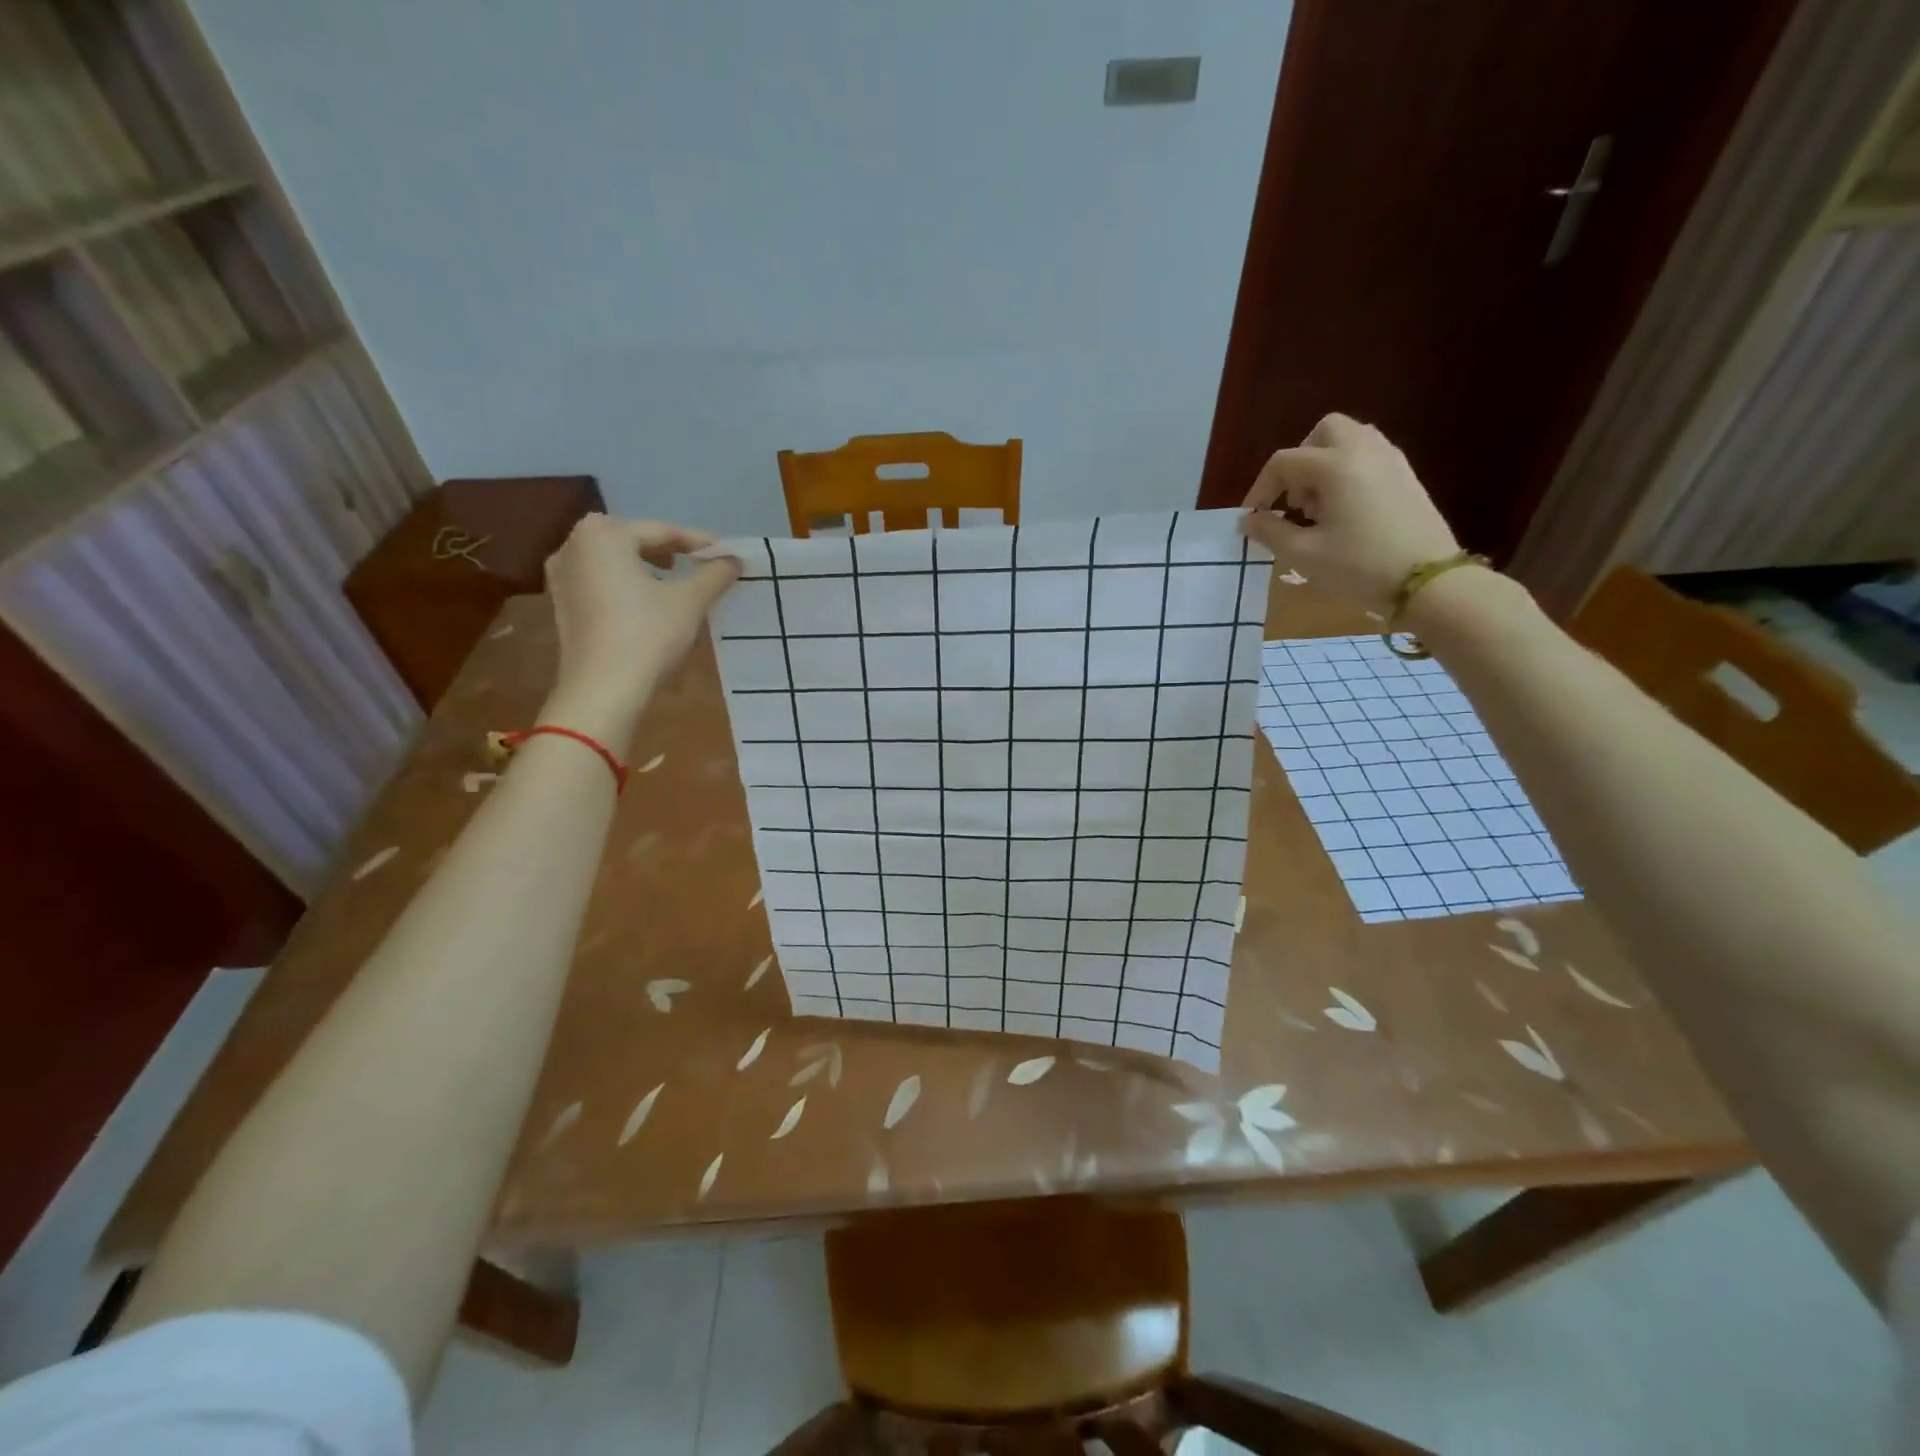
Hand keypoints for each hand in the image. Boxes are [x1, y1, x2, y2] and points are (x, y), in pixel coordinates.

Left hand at [541, 516, 738, 743]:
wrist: (603, 690)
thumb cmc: (647, 635)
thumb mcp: (690, 601)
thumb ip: (714, 574)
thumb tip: (734, 560)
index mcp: (602, 535)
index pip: (659, 530)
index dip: (696, 542)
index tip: (723, 553)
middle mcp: (573, 546)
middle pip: (631, 540)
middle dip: (666, 550)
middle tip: (697, 564)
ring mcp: (561, 576)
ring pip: (613, 560)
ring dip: (645, 567)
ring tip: (674, 583)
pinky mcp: (561, 605)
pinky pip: (599, 581)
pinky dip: (625, 584)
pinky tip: (646, 603)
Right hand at [1239, 414, 1459, 611]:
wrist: (1428, 582)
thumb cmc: (1359, 567)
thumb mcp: (1304, 554)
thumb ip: (1270, 531)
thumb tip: (1249, 520)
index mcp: (1336, 465)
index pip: (1285, 462)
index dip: (1261, 489)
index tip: (1253, 518)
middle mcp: (1364, 450)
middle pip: (1322, 434)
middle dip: (1298, 463)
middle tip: (1292, 500)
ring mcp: (1391, 460)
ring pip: (1348, 441)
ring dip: (1323, 465)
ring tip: (1317, 507)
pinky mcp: (1406, 476)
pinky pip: (1368, 456)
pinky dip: (1347, 472)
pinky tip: (1343, 511)